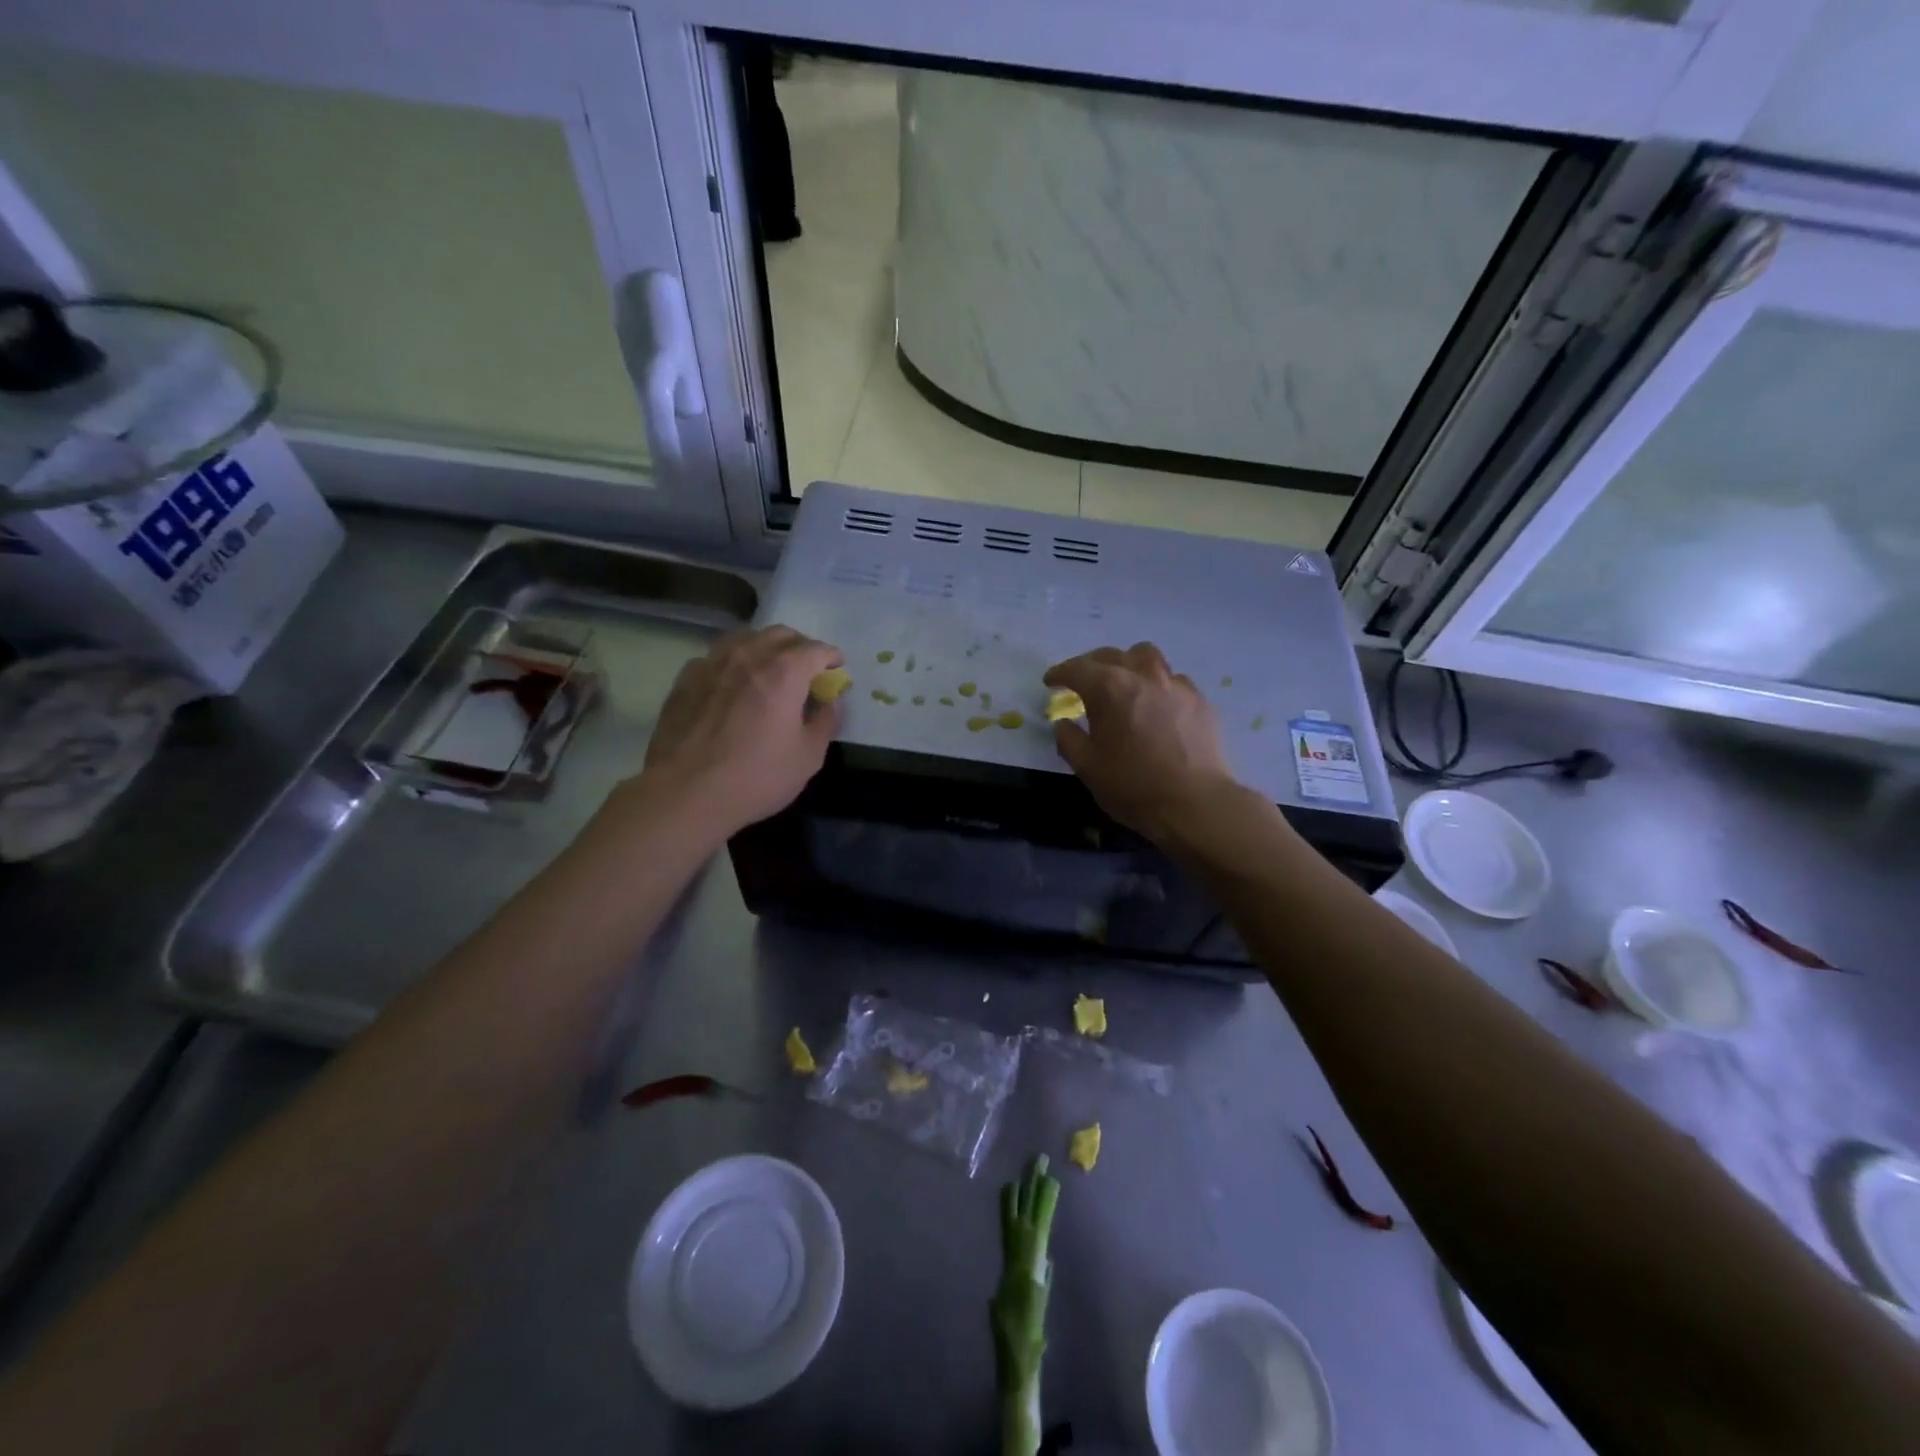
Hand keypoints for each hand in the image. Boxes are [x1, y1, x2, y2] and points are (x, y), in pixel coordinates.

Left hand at [632, 625, 842, 834]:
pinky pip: (716, 656)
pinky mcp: (686, 678)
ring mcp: (712, 663)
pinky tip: (732, 685)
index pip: (816, 649)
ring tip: (769, 669)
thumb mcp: (809, 756)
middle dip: (800, 647)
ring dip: (765, 647)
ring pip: (745, 637)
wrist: (686, 793)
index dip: (832, 657)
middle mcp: (749, 656)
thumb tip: (829, 701)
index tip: (837, 670)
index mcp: (785, 671)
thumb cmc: (757, 777)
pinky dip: (733, 662)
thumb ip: (826, 721)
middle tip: (806, 670)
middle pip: (781, 634)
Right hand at [1044, 642, 1239, 841]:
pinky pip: (1174, 681)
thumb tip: (1063, 724)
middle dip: (1092, 664)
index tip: (1050, 682)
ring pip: (1148, 657)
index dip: (1060, 673)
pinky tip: (1157, 706)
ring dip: (1129, 665)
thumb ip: (1068, 739)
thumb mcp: (1086, 767)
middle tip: (1084, 681)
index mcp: (1109, 688)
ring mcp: (1176, 685)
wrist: (1194, 803)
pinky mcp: (1200, 701)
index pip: (1077, 668)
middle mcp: (1143, 675)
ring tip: (1125, 683)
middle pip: (1112, 655)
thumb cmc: (1132, 785)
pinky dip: (1159, 686)